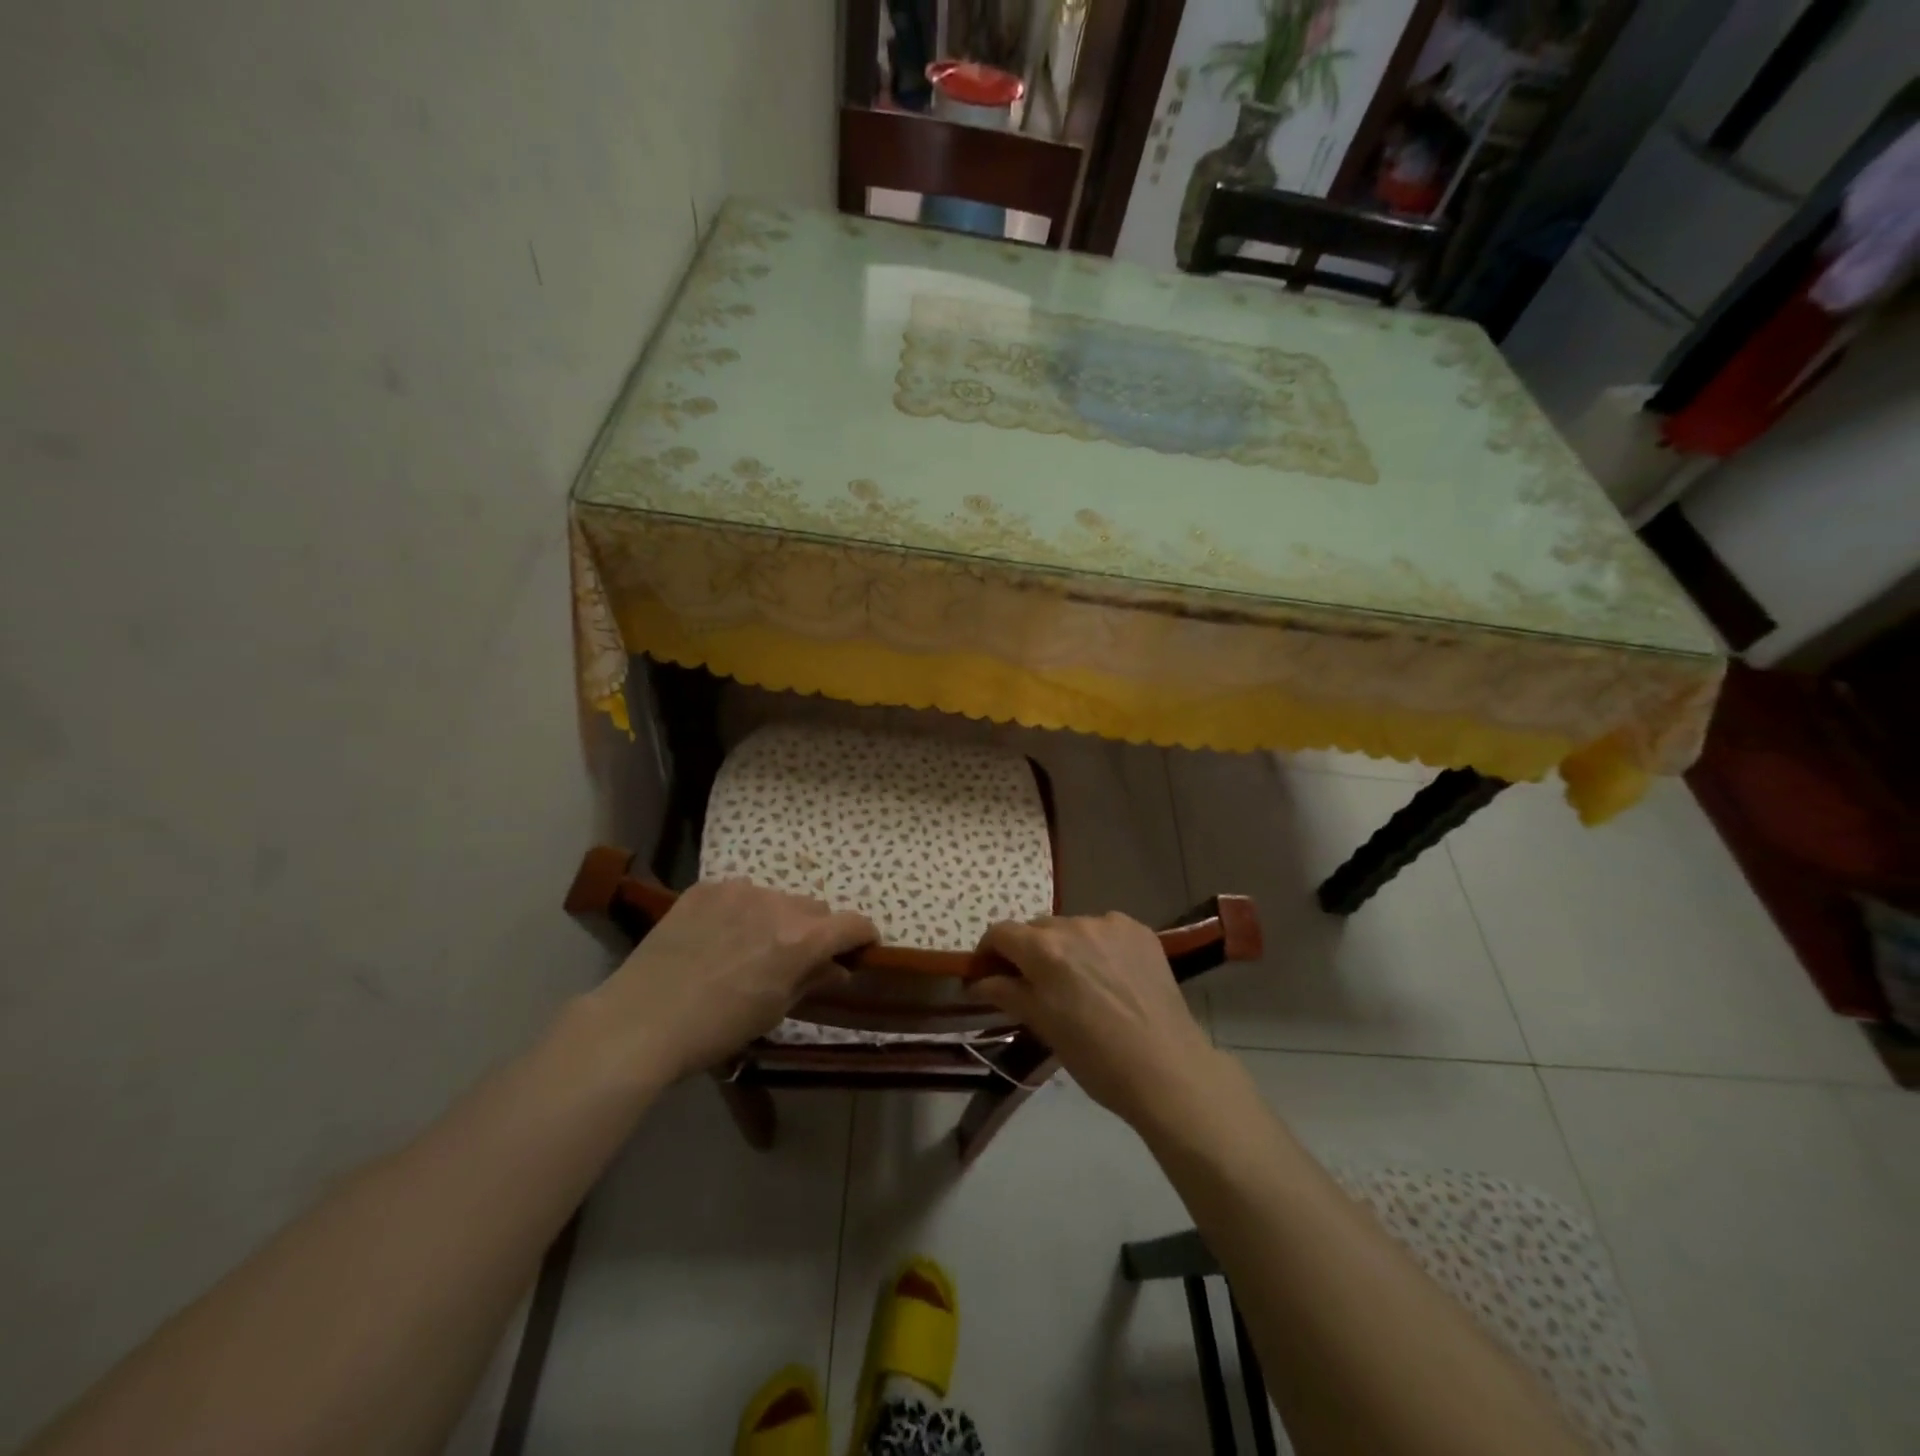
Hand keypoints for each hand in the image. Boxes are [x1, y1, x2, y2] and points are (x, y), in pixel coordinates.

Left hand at [587, 879, 875, 1082]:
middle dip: (816, 930)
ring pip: (777, 897)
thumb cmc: (716, 1028)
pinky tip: (718, 937)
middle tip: (796, 957)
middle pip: (815, 908)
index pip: (852, 924)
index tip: (861, 947)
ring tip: (750, 946)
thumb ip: (812, 980)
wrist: (641, 1020)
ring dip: (777, 917)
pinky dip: (741, 910)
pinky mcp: (705, 888)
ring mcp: (739, 890)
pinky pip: (739, 892)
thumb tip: (837, 967)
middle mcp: (777, 904)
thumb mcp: (774, 1011)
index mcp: (801, 939)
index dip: (863, 935)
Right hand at [972, 913, 1222, 1127]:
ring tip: (1079, 982)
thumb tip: (978, 981)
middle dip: (1028, 951)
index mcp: (1044, 949)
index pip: (1001, 933)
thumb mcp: (1043, 1026)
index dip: (989, 952)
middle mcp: (1074, 925)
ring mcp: (1110, 924)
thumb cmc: (1095, 1057)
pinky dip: (1098, 946)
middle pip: (1037, 928)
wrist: (1166, 1069)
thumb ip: (1007, 993)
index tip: (989, 974)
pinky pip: (1105, 929)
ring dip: (1066, 947)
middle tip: (1035, 985)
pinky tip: (1110, 976)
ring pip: (1072, 927)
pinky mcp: (1139, 931)